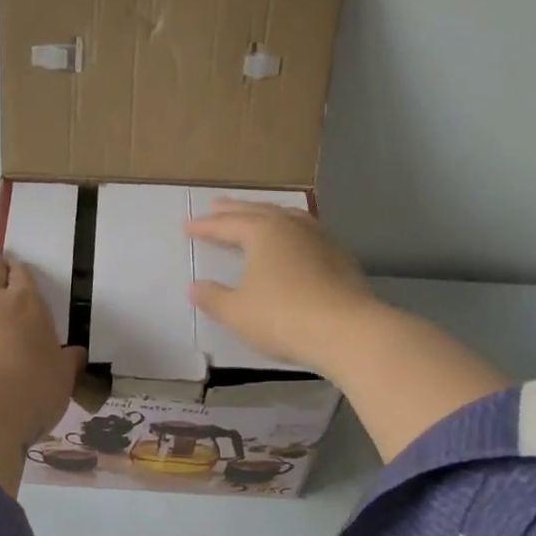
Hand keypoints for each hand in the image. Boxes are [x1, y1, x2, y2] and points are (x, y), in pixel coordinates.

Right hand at [183, 200, 376, 375]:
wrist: (348, 331)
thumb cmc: (283, 317)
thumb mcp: (237, 312)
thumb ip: (213, 297)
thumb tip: (196, 287)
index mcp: (263, 232)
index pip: (227, 224)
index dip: (206, 226)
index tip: (188, 226)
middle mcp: (292, 226)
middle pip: (258, 211)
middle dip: (235, 210)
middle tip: (217, 205)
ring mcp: (320, 239)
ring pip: (288, 217)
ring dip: (267, 214)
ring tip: (257, 215)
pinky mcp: (341, 257)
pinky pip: (308, 233)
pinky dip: (291, 231)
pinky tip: (294, 242)